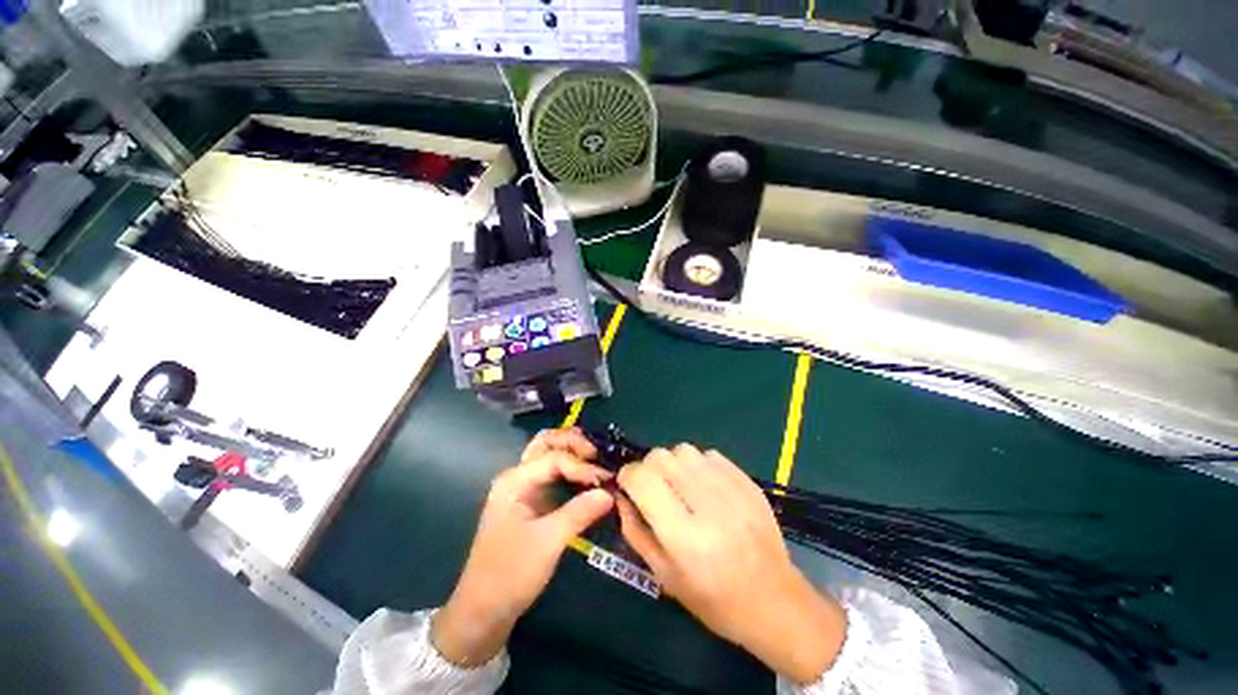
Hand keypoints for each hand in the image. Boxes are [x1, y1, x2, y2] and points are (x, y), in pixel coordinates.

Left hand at [432, 429, 613, 665]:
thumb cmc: (511, 574)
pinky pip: (553, 475)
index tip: (606, 480)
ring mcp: (523, 489)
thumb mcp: (548, 542)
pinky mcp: (531, 503)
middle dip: (573, 443)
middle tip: (597, 455)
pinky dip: (571, 470)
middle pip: (546, 443)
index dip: (582, 466)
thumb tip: (610, 493)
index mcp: (515, 481)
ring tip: (596, 459)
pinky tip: (587, 478)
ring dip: (572, 452)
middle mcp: (517, 477)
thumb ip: (580, 512)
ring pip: (549, 455)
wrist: (483, 611)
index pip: (554, 458)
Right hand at [616, 444, 846, 683]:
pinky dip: (697, 464)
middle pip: (661, 457)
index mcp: (684, 537)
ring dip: (672, 463)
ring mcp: (732, 490)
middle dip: (647, 467)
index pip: (643, 480)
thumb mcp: (664, 576)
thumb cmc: (714, 600)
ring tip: (678, 485)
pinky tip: (703, 486)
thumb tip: (621, 495)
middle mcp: (708, 506)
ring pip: (684, 450)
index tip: (626, 485)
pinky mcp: (748, 482)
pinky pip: (709, 454)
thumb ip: (635, 530)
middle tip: (653, 488)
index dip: (627, 476)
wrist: (774, 602)